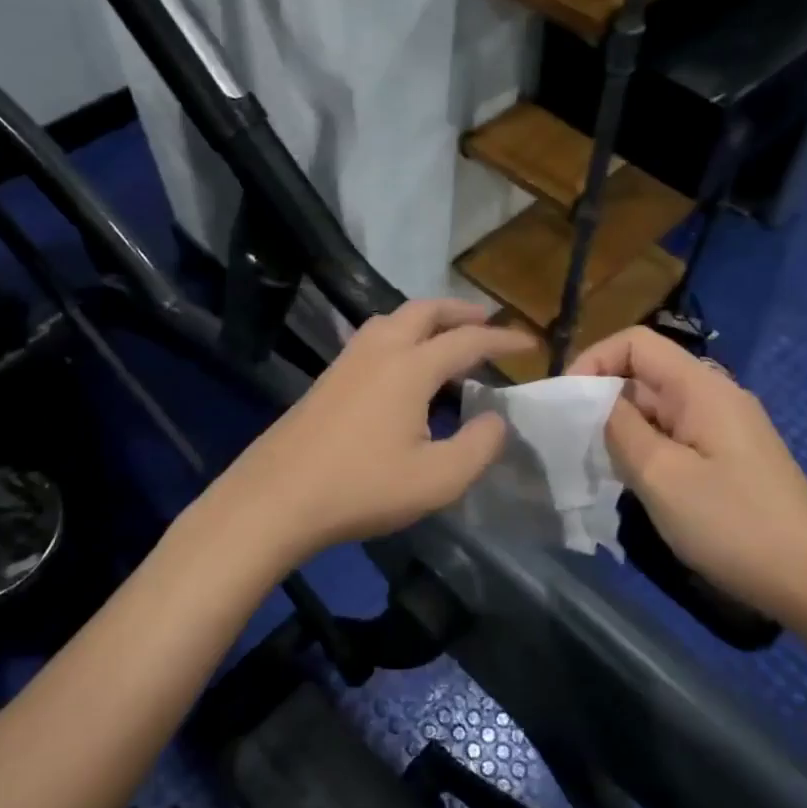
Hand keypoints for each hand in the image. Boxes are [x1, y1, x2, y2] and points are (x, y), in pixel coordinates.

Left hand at [198, 300, 535, 568]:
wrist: (277, 497)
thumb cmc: (362, 487)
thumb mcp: (437, 480)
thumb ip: (478, 447)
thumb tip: (495, 420)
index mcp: (410, 367)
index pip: (467, 341)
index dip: (502, 339)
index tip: (529, 342)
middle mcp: (379, 350)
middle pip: (424, 311)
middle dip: (459, 311)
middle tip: (486, 321)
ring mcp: (347, 361)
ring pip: (392, 319)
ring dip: (426, 318)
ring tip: (446, 337)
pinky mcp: (328, 378)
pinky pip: (374, 338)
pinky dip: (401, 335)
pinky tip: (402, 367)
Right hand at [571, 327, 806, 625]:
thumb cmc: (732, 524)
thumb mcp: (661, 475)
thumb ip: (619, 429)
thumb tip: (593, 400)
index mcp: (701, 387)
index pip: (635, 343)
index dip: (593, 360)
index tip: (565, 403)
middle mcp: (715, 396)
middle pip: (645, 374)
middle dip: (603, 399)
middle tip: (574, 443)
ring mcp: (725, 427)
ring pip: (657, 408)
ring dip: (622, 428)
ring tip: (599, 465)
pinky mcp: (729, 457)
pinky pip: (675, 435)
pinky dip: (646, 448)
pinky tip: (634, 482)